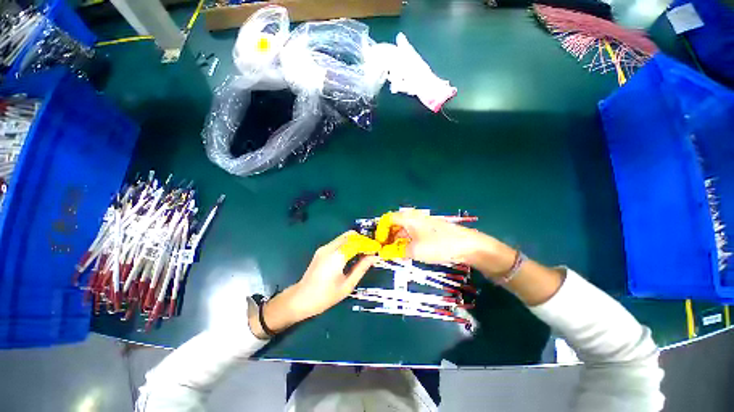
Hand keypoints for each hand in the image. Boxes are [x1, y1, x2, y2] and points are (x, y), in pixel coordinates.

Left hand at [249, 231, 378, 338]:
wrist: (300, 299)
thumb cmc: (325, 296)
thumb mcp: (347, 285)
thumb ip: (361, 268)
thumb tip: (374, 257)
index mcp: (337, 256)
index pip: (357, 242)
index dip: (369, 244)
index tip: (378, 248)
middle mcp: (330, 247)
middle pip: (350, 235)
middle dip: (363, 240)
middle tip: (372, 250)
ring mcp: (324, 247)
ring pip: (345, 237)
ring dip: (356, 241)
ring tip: (365, 252)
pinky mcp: (322, 250)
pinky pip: (339, 241)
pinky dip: (349, 244)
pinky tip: (353, 254)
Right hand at [390, 210, 516, 274]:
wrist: (468, 245)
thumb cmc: (438, 245)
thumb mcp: (414, 251)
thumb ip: (396, 251)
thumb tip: (383, 253)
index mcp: (408, 218)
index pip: (387, 219)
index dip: (380, 231)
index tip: (378, 244)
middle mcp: (413, 216)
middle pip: (394, 223)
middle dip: (388, 236)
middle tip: (385, 249)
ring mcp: (422, 221)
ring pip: (403, 228)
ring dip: (397, 239)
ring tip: (395, 252)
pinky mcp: (429, 228)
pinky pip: (412, 231)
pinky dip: (406, 239)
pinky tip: (408, 249)